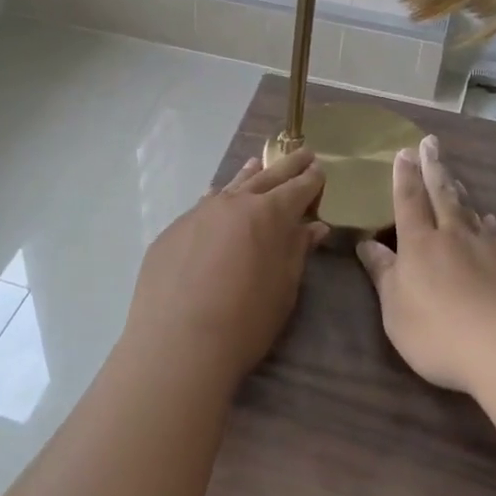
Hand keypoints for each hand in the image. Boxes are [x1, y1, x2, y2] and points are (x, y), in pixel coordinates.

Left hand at [125, 149, 328, 387]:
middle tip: (303, 152)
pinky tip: (215, 198)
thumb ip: (298, 250)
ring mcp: (200, 212)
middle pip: (267, 177)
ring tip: (258, 163)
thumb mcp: (284, 288)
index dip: (312, 179)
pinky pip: (203, 206)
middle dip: (288, 166)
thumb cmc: (245, 320)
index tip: (320, 169)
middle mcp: (234, 202)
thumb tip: (314, 226)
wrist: (178, 342)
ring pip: (231, 186)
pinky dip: (217, 199)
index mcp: (270, 214)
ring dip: (249, 175)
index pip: (298, 188)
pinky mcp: (174, 230)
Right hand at [356, 135, 495, 393]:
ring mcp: (487, 249)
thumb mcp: (395, 309)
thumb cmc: (439, 332)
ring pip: (469, 211)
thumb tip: (367, 243)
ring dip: (459, 191)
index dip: (405, 176)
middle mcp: (453, 236)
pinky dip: (489, 224)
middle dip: (434, 168)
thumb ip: (383, 273)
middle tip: (431, 142)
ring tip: (455, 176)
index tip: (404, 152)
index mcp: (419, 243)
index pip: (409, 200)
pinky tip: (489, 220)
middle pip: (442, 194)